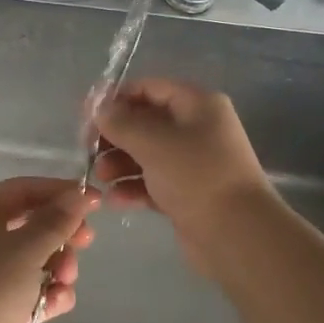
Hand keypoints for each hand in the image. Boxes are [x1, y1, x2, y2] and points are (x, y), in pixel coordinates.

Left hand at [0, 176, 97, 322]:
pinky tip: (55, 303)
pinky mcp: (3, 308)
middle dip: (61, 233)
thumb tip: (80, 194)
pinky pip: (35, 290)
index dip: (57, 191)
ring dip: (60, 266)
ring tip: (65, 279)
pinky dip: (50, 294)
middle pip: (31, 224)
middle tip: (87, 240)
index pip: (21, 190)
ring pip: (38, 258)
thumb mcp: (27, 247)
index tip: (93, 198)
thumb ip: (57, 219)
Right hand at [92, 78, 274, 272]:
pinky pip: (153, 183)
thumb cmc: (196, 176)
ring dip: (120, 163)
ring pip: (147, 154)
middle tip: (89, 150)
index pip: (150, 89)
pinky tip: (115, 200)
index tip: (87, 115)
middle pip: (146, 122)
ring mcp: (194, 163)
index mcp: (198, 105)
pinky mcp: (188, 194)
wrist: (236, 234)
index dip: (117, 98)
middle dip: (116, 135)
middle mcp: (198, 129)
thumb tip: (100, 108)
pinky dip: (133, 188)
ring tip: (101, 177)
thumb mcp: (154, 142)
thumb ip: (122, 122)